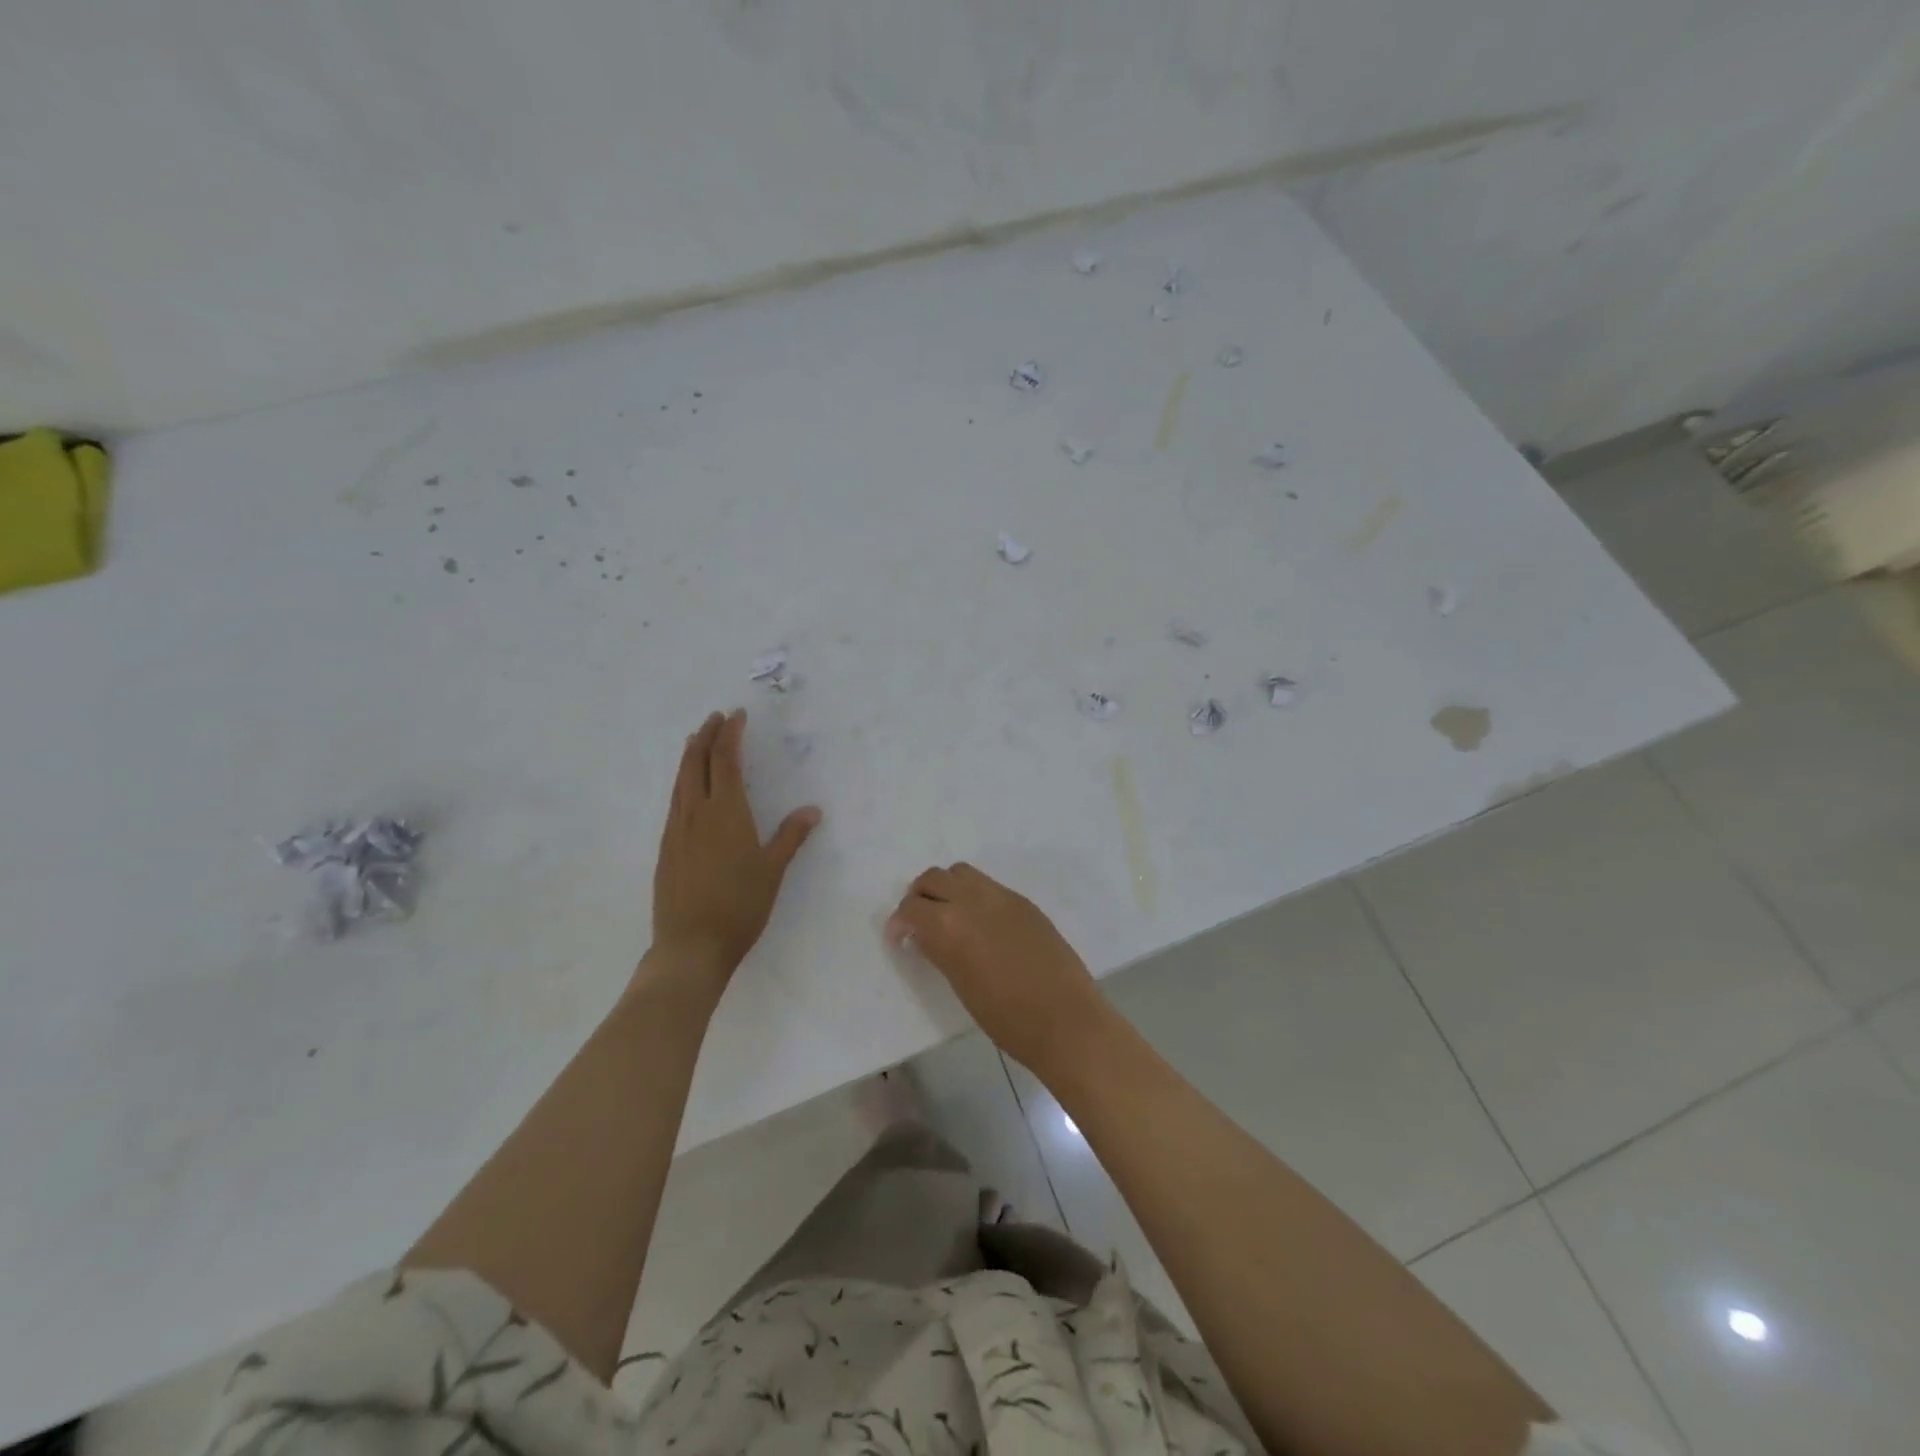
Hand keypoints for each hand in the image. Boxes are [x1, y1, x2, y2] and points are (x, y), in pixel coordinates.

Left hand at [650, 709, 820, 988]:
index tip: (736, 716)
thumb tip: (812, 810)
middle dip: (705, 736)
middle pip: (696, 763)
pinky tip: (686, 789)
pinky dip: (681, 783)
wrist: (691, 945)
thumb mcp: (773, 871)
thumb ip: (791, 837)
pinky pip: (673, 802)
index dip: (730, 735)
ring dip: (689, 756)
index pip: (725, 761)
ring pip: (680, 781)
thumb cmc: (740, 906)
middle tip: (714, 718)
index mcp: (726, 813)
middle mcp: (696, 813)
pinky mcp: (666, 848)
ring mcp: (676, 831)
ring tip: (696, 742)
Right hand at [886, 863, 1109, 1073]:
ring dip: (947, 888)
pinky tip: (981, 923)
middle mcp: (972, 900)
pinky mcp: (1024, 902)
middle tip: (919, 922)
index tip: (900, 939)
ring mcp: (1001, 896)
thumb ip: (939, 951)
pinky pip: (988, 885)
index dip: (899, 923)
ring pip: (961, 872)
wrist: (1065, 1019)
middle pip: (933, 878)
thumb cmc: (1006, 1018)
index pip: (911, 908)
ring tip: (949, 916)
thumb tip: (924, 935)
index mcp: (949, 926)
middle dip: (919, 897)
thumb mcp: (960, 984)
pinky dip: (974, 895)